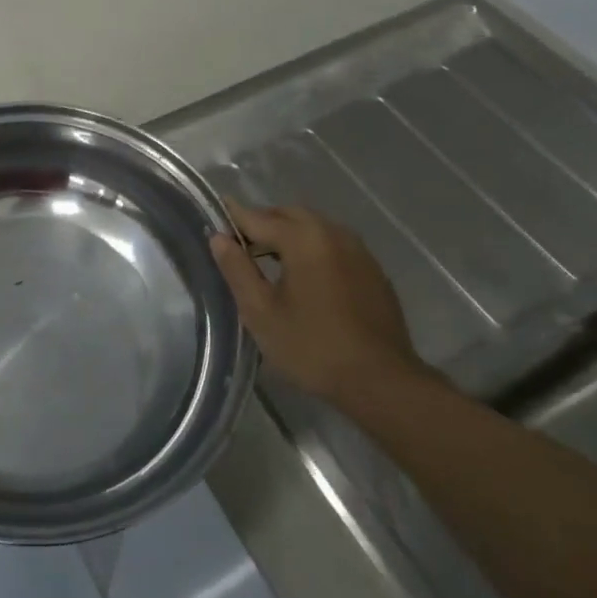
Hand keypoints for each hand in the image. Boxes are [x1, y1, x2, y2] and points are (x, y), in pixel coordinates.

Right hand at [210, 204, 430, 408]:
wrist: (382, 381)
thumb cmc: (313, 348)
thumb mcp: (261, 313)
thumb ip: (237, 270)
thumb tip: (219, 238)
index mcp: (303, 238)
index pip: (257, 217)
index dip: (233, 216)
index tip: (214, 216)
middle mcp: (332, 232)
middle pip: (288, 215)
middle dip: (262, 223)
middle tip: (240, 245)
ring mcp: (357, 249)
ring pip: (314, 227)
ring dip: (289, 234)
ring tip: (269, 260)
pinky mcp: (372, 269)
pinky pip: (334, 244)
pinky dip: (313, 248)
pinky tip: (305, 276)